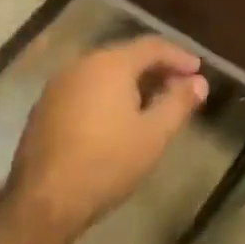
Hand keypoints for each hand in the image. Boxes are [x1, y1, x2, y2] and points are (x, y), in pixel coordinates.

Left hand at [10, 35, 208, 234]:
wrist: (45, 197)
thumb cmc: (108, 162)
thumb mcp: (154, 135)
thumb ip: (178, 103)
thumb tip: (199, 82)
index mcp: (110, 64)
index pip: (151, 46)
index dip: (178, 56)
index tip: (198, 71)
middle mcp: (81, 64)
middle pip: (125, 55)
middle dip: (155, 68)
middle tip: (179, 87)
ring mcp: (59, 84)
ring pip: (103, 72)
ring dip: (131, 82)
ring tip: (152, 103)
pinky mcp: (45, 105)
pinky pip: (85, 88)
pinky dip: (107, 94)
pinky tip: (117, 118)